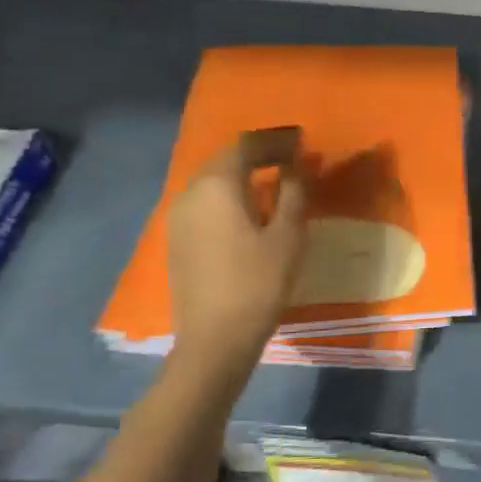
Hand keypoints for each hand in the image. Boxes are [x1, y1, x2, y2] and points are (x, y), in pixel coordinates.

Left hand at [168, 129, 308, 368]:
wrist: (214, 340)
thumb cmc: (258, 285)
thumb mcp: (288, 237)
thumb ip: (294, 193)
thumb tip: (298, 166)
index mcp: (217, 186)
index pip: (246, 146)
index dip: (276, 141)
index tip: (302, 141)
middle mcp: (190, 194)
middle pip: (226, 161)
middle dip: (259, 155)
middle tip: (292, 158)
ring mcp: (179, 219)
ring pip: (214, 183)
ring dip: (244, 177)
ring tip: (276, 183)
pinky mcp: (178, 241)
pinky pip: (206, 204)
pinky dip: (231, 197)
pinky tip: (251, 213)